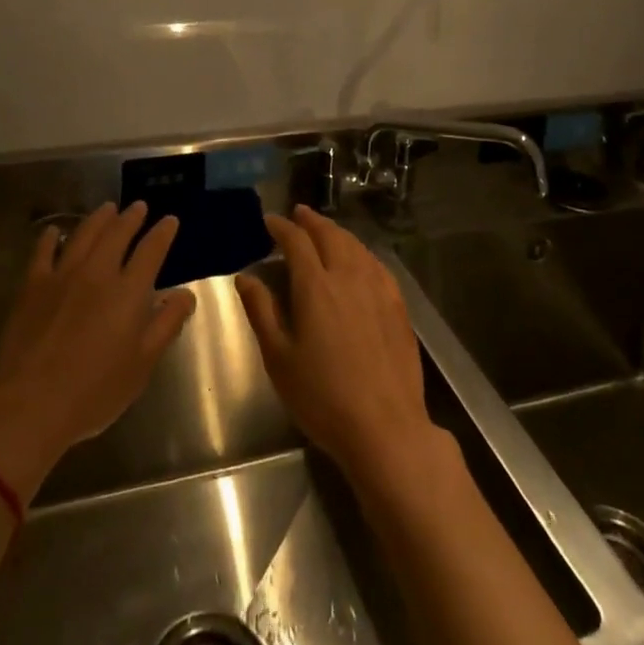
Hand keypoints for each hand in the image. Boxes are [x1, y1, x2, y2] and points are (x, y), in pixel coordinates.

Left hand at [0, 201, 196, 501]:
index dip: (162, 232)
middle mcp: (97, 272)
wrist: (30, 404)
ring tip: (107, 208)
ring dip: (99, 219)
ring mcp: (62, 275)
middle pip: (117, 233)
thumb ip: (167, 324)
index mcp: (128, 291)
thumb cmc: (94, 391)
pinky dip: (50, 237)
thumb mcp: (142, 365)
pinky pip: (43, 251)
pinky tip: (54, 231)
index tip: (170, 220)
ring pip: (84, 234)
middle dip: (131, 217)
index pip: (151, 250)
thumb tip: (186, 294)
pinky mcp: (32, 285)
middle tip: (139, 206)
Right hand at [235, 205, 449, 489]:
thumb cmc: (323, 398)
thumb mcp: (279, 359)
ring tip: (325, 230)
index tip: (269, 221)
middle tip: (298, 214)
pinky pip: (376, 264)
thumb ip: (262, 311)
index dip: (281, 227)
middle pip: (329, 235)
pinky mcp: (398, 306)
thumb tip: (245, 277)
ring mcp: (377, 289)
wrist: (386, 429)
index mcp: (315, 286)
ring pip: (355, 246)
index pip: (296, 242)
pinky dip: (361, 252)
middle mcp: (348, 276)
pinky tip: (359, 259)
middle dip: (311, 221)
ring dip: (336, 232)